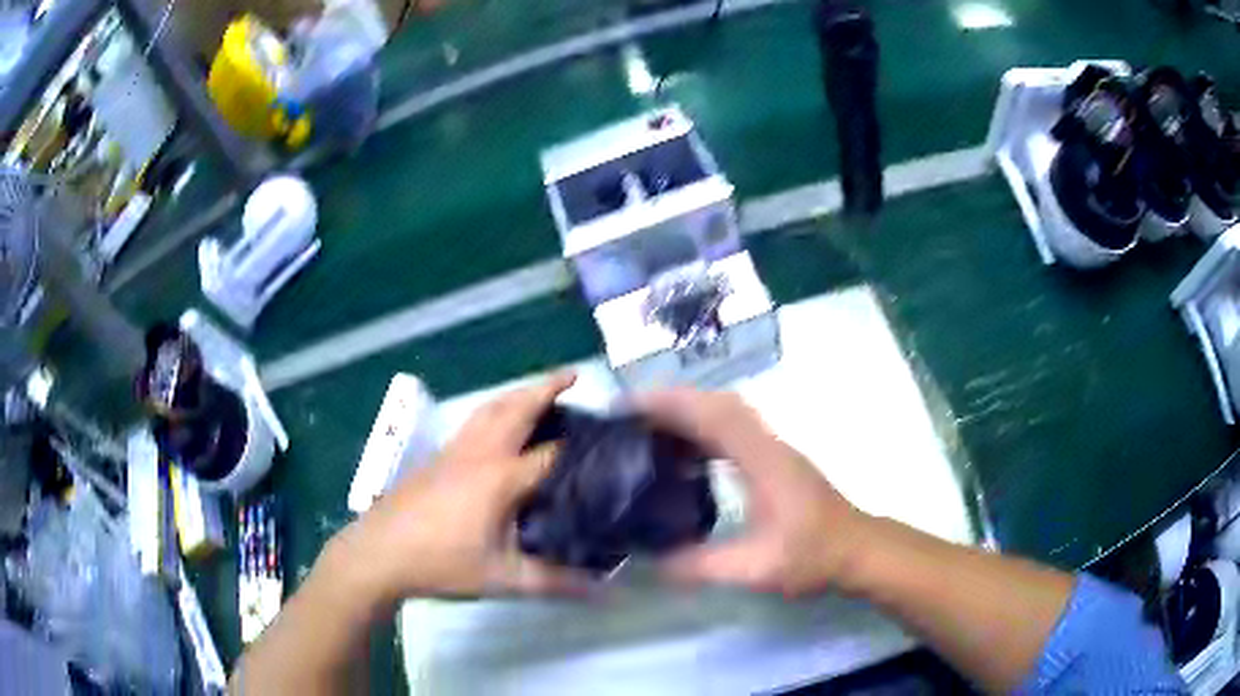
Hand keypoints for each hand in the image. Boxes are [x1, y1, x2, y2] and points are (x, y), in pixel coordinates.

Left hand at [327, 372, 587, 604]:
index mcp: (500, 477)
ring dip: (517, 393)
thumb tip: (604, 590)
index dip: (583, 445)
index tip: (611, 438)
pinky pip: (473, 422)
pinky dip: (495, 410)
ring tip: (539, 391)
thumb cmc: (440, 563)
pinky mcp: (437, 458)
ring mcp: (454, 452)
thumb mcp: (502, 578)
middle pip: (516, 408)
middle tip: (574, 376)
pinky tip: (497, 426)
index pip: (551, 453)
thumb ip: (555, 582)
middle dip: (546, 387)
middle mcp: (479, 454)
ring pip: (489, 409)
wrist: (378, 553)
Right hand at [638, 389, 870, 597]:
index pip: (713, 415)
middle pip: (717, 403)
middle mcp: (768, 444)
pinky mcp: (775, 460)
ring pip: (726, 413)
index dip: (670, 404)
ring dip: (687, 412)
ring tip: (648, 429)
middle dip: (671, 401)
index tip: (628, 406)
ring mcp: (774, 449)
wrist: (857, 550)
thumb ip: (701, 565)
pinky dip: (702, 430)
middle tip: (629, 416)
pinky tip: (684, 454)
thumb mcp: (754, 568)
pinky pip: (732, 430)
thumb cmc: (812, 555)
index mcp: (763, 460)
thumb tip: (650, 562)